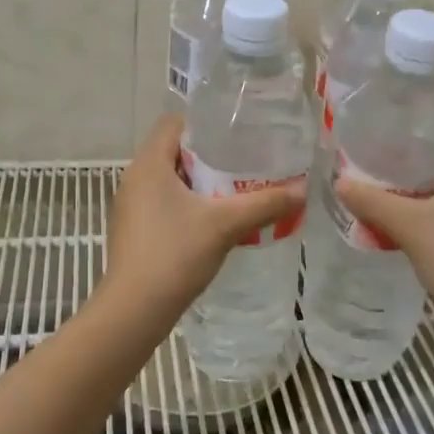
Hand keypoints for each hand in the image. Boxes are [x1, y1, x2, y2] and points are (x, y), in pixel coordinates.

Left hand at [106, 114, 305, 317]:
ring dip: (199, 182)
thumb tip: (303, 189)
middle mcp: (134, 177)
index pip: (175, 123)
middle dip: (209, 155)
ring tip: (235, 190)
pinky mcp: (133, 230)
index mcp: (149, 163)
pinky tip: (213, 222)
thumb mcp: (225, 225)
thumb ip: (265, 204)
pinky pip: (163, 203)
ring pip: (169, 179)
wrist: (134, 311)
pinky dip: (187, 204)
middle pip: (174, 150)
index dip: (205, 123)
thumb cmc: (174, 254)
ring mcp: (130, 205)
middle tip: (244, 163)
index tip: (237, 133)